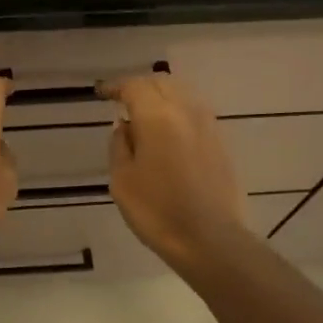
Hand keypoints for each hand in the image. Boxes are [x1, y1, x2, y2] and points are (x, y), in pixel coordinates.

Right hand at [101, 72, 247, 270]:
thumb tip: (123, 125)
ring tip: (145, 112)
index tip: (102, 94)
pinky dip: (177, 110)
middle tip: (122, 100)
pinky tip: (168, 129)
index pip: (134, 86)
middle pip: (161, 83)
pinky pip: (195, 112)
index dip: (116, 87)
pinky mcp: (220, 142)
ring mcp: (207, 125)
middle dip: (139, 86)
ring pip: (182, 94)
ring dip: (161, 95)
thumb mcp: (122, 180)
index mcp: (157, 117)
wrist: (209, 239)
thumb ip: (119, 145)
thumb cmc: (157, 211)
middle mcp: (185, 111)